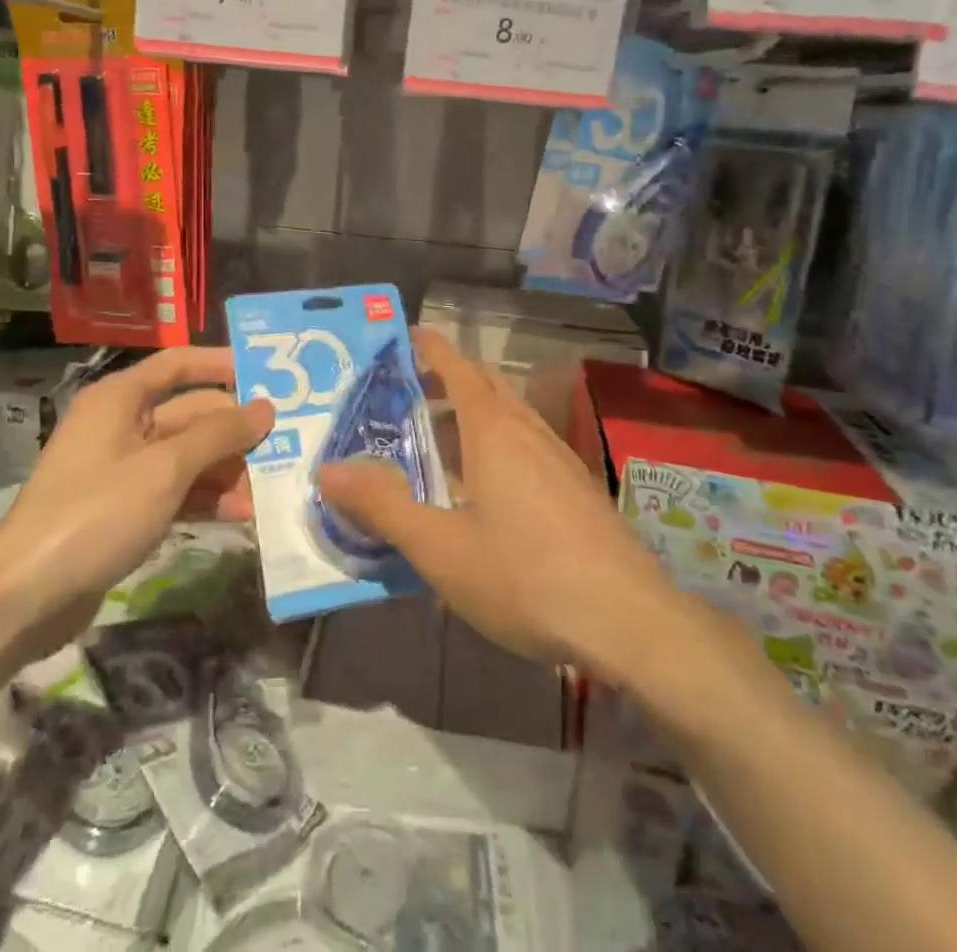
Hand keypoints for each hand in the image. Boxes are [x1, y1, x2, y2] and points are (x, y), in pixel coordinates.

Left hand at [0, 348, 272, 649]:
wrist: (26, 595)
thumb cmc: (97, 513)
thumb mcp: (165, 469)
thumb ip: (219, 435)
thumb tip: (266, 408)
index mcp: (120, 399)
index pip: (179, 364)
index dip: (222, 365)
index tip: (268, 376)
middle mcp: (121, 424)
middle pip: (190, 415)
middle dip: (235, 432)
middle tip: (286, 445)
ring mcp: (122, 469)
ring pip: (187, 456)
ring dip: (226, 470)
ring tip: (269, 490)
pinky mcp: (124, 508)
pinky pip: (176, 490)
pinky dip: (206, 498)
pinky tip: (241, 514)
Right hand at [318, 330, 674, 675]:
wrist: (628, 621)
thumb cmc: (525, 576)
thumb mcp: (440, 548)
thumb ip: (382, 506)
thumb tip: (328, 470)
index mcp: (494, 430)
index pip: (459, 367)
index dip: (431, 347)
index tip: (406, 335)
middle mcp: (528, 431)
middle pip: (486, 385)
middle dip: (448, 379)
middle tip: (408, 393)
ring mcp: (559, 458)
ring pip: (509, 417)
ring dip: (472, 415)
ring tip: (437, 442)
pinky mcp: (577, 488)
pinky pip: (527, 446)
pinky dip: (496, 444)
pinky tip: (484, 490)